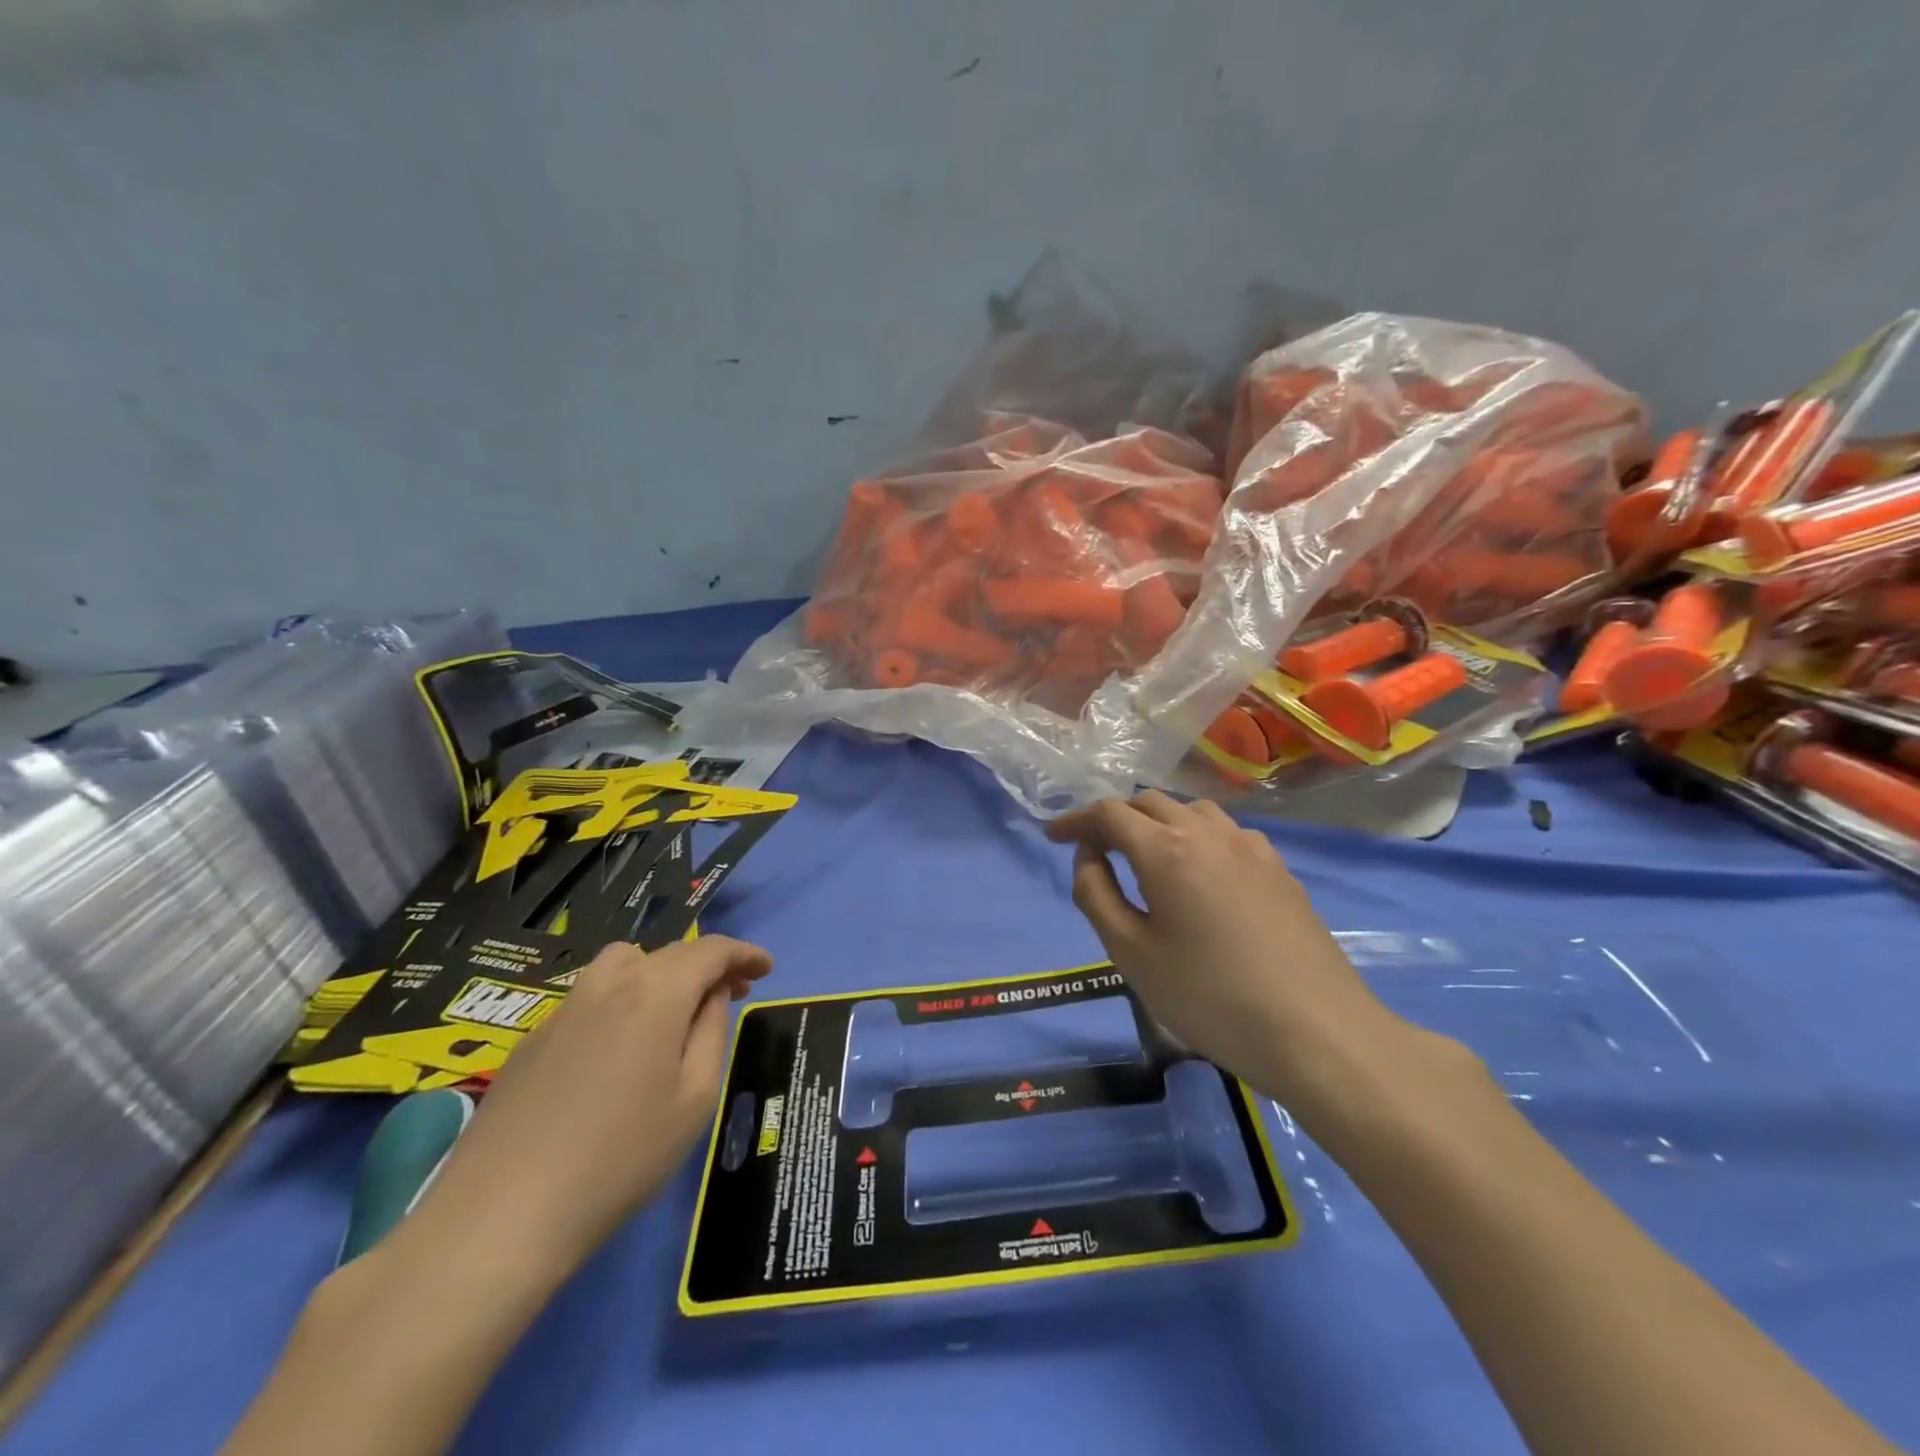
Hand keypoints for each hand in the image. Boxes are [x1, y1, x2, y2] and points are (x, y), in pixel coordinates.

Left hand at [406, 936, 772, 1280]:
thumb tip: (712, 995)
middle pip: (669, 952)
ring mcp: (565, 1007)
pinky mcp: (533, 1037)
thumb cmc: (620, 1158)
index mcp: (656, 992)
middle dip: (707, 965)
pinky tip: (619, 1050)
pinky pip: (591, 997)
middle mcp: (610, 983)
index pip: (711, 949)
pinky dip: (622, 1001)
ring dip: (659, 973)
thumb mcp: (694, 1098)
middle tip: (731, 995)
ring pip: (623, 964)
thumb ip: (711, 1031)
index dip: (743, 953)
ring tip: (672, 1013)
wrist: (501, 1215)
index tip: (766, 969)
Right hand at [1047, 792, 1420, 1115]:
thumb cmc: (1210, 997)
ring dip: (1158, 823)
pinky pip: (1225, 832)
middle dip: (1114, 819)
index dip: (1075, 821)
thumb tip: (1088, 857)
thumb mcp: (1131, 953)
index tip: (1053, 836)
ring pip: (1191, 811)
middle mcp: (1207, 832)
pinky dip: (1196, 837)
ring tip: (1145, 856)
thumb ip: (1096, 895)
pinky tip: (1201, 873)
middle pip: (1149, 803)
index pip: (1108, 814)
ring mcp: (1250, 846)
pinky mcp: (1278, 868)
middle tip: (1094, 850)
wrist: (1317, 1031)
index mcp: (1165, 849)